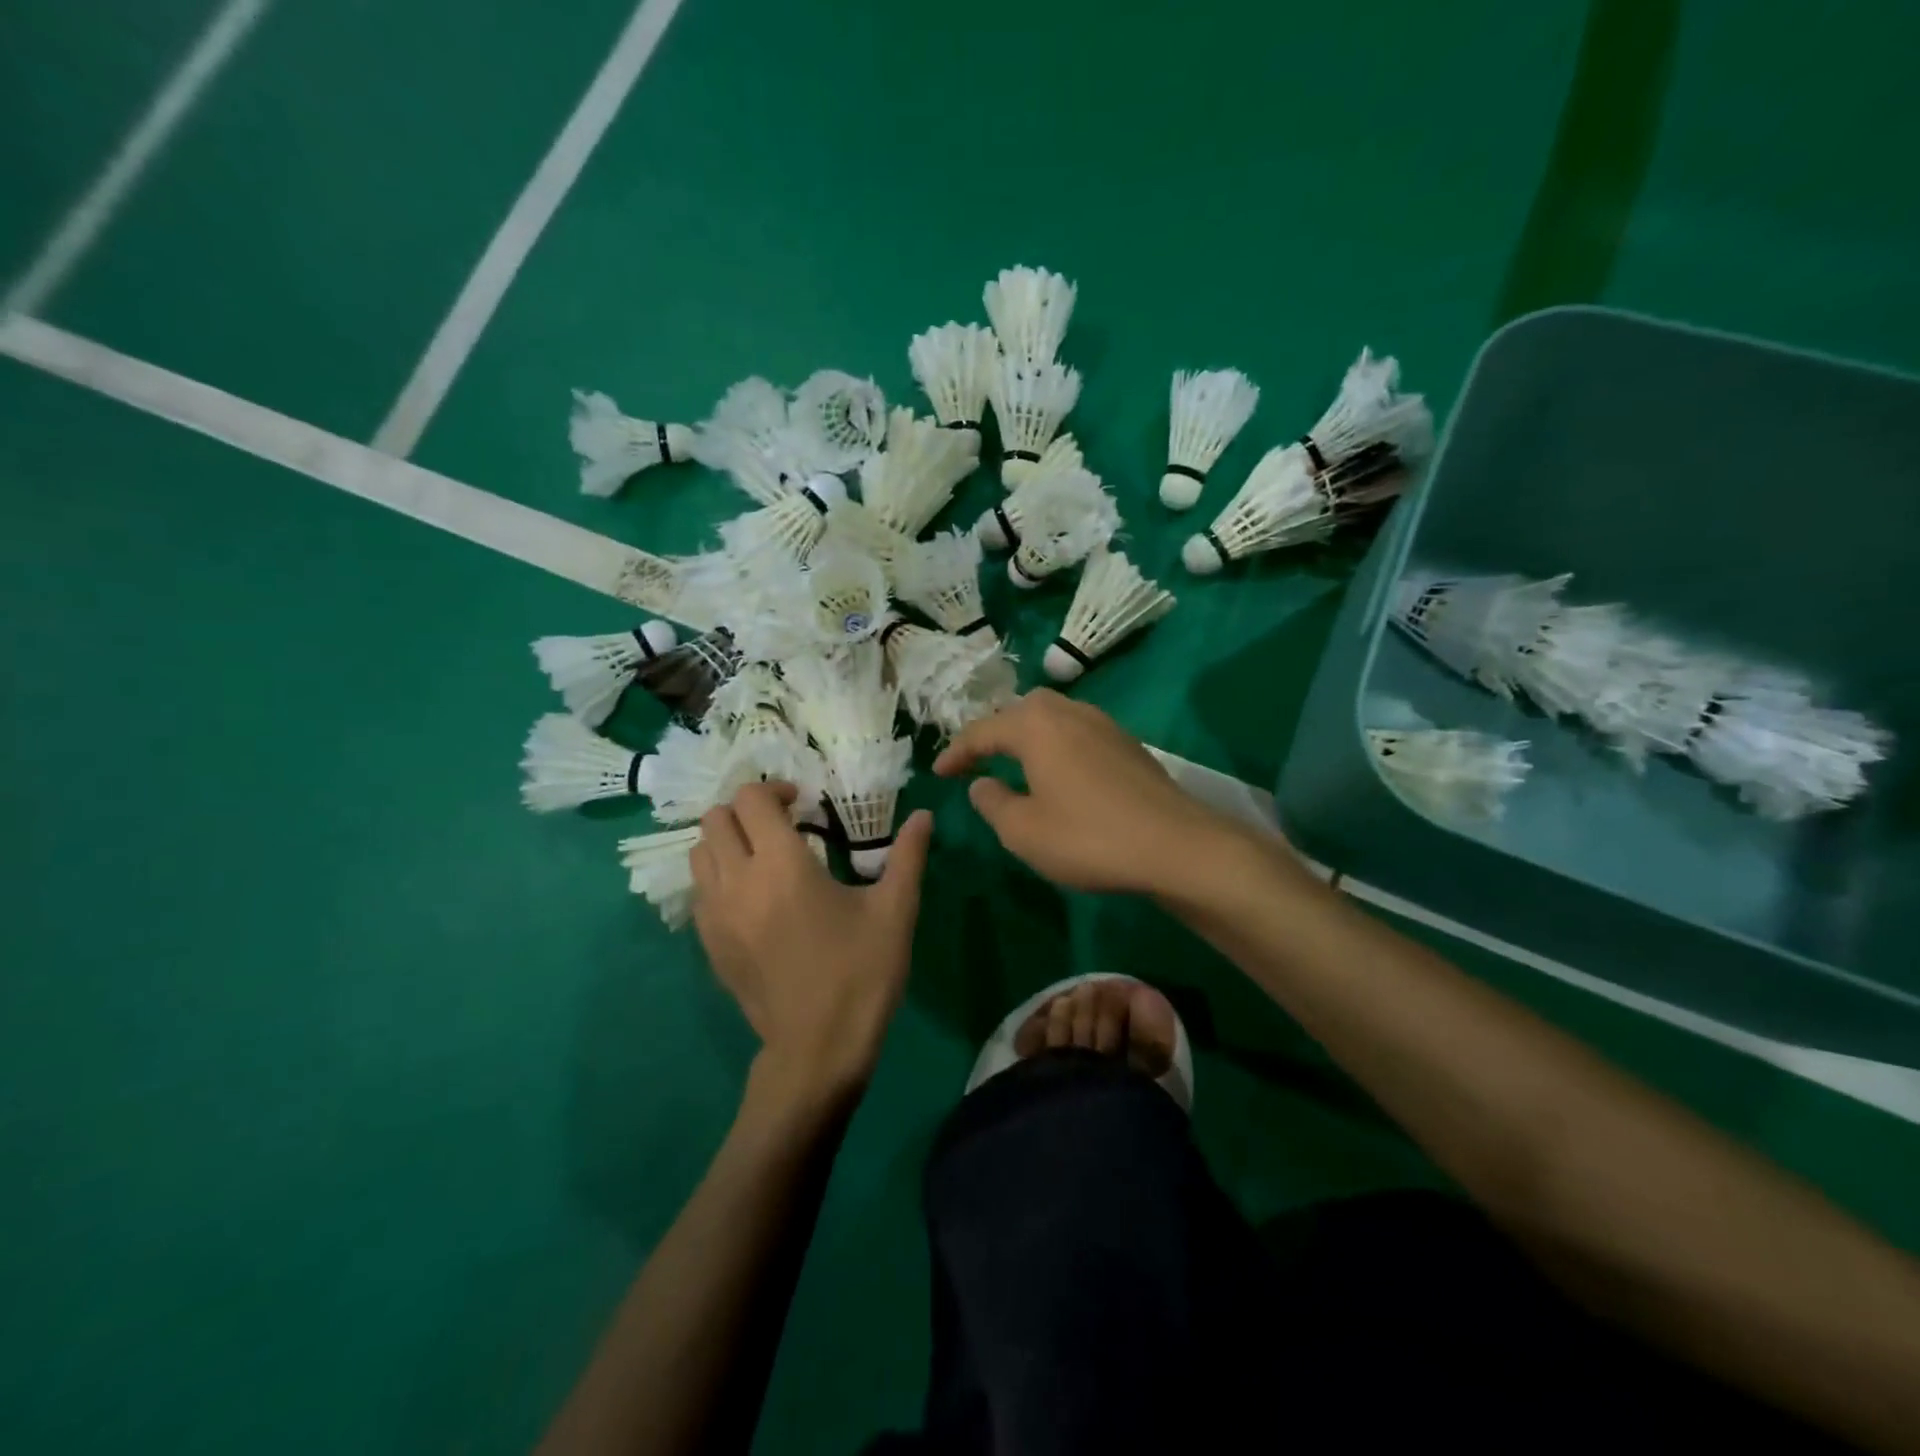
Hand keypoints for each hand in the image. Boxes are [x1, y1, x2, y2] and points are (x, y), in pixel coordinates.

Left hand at [691, 782, 933, 1099]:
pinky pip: (699, 891)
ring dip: (727, 842)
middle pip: (716, 819)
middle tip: (781, 825)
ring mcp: (715, 915)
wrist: (818, 1048)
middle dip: (747, 811)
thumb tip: (924, 815)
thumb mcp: (895, 911)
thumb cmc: (861, 973)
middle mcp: (737, 881)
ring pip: (699, 853)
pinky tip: (752, 896)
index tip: (803, 804)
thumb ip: (908, 856)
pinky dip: (718, 877)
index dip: (775, 790)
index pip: (751, 800)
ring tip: (762, 856)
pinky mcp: (708, 944)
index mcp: (781, 865)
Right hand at [932, 689, 1236, 896]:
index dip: (957, 752)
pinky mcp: (1128, 743)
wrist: (1176, 845)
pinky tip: (1060, 772)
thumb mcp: (1024, 831)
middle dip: (995, 731)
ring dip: (1027, 734)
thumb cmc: (1089, 837)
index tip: (938, 772)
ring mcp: (1104, 724)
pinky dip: (1056, 743)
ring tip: (1015, 762)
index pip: (983, 731)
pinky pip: (1078, 731)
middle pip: (1021, 710)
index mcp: (1036, 727)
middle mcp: (1069, 713)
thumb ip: (993, 803)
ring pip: (1053, 716)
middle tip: (978, 759)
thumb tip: (981, 784)